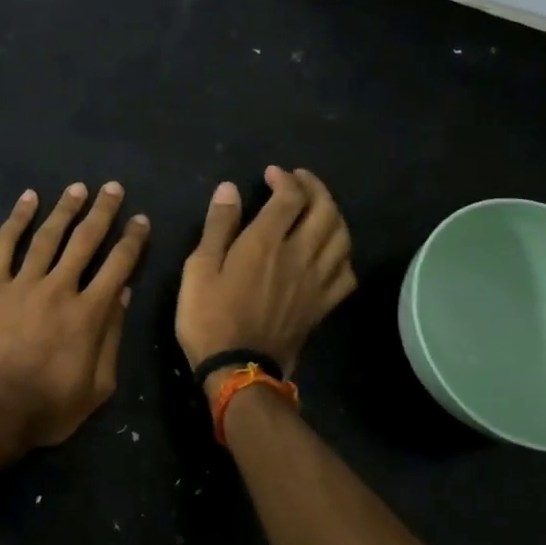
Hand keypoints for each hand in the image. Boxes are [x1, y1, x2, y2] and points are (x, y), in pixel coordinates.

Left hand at [0, 182, 149, 451]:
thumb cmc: (47, 408)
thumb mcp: (97, 387)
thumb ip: (112, 338)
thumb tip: (123, 294)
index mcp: (89, 313)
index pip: (118, 265)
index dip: (132, 240)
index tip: (140, 219)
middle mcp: (59, 288)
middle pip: (85, 240)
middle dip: (102, 212)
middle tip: (113, 188)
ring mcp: (23, 284)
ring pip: (48, 236)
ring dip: (65, 208)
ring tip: (78, 188)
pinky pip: (5, 245)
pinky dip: (17, 219)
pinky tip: (28, 199)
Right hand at [176, 166, 355, 389]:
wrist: (237, 370)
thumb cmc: (209, 317)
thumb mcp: (199, 268)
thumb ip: (218, 226)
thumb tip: (230, 189)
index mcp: (266, 243)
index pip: (290, 197)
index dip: (285, 179)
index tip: (272, 174)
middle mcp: (299, 256)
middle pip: (325, 210)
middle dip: (315, 187)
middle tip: (300, 181)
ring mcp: (316, 282)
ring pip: (342, 237)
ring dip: (333, 214)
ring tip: (318, 207)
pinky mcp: (323, 305)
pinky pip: (347, 272)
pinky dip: (343, 253)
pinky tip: (331, 251)